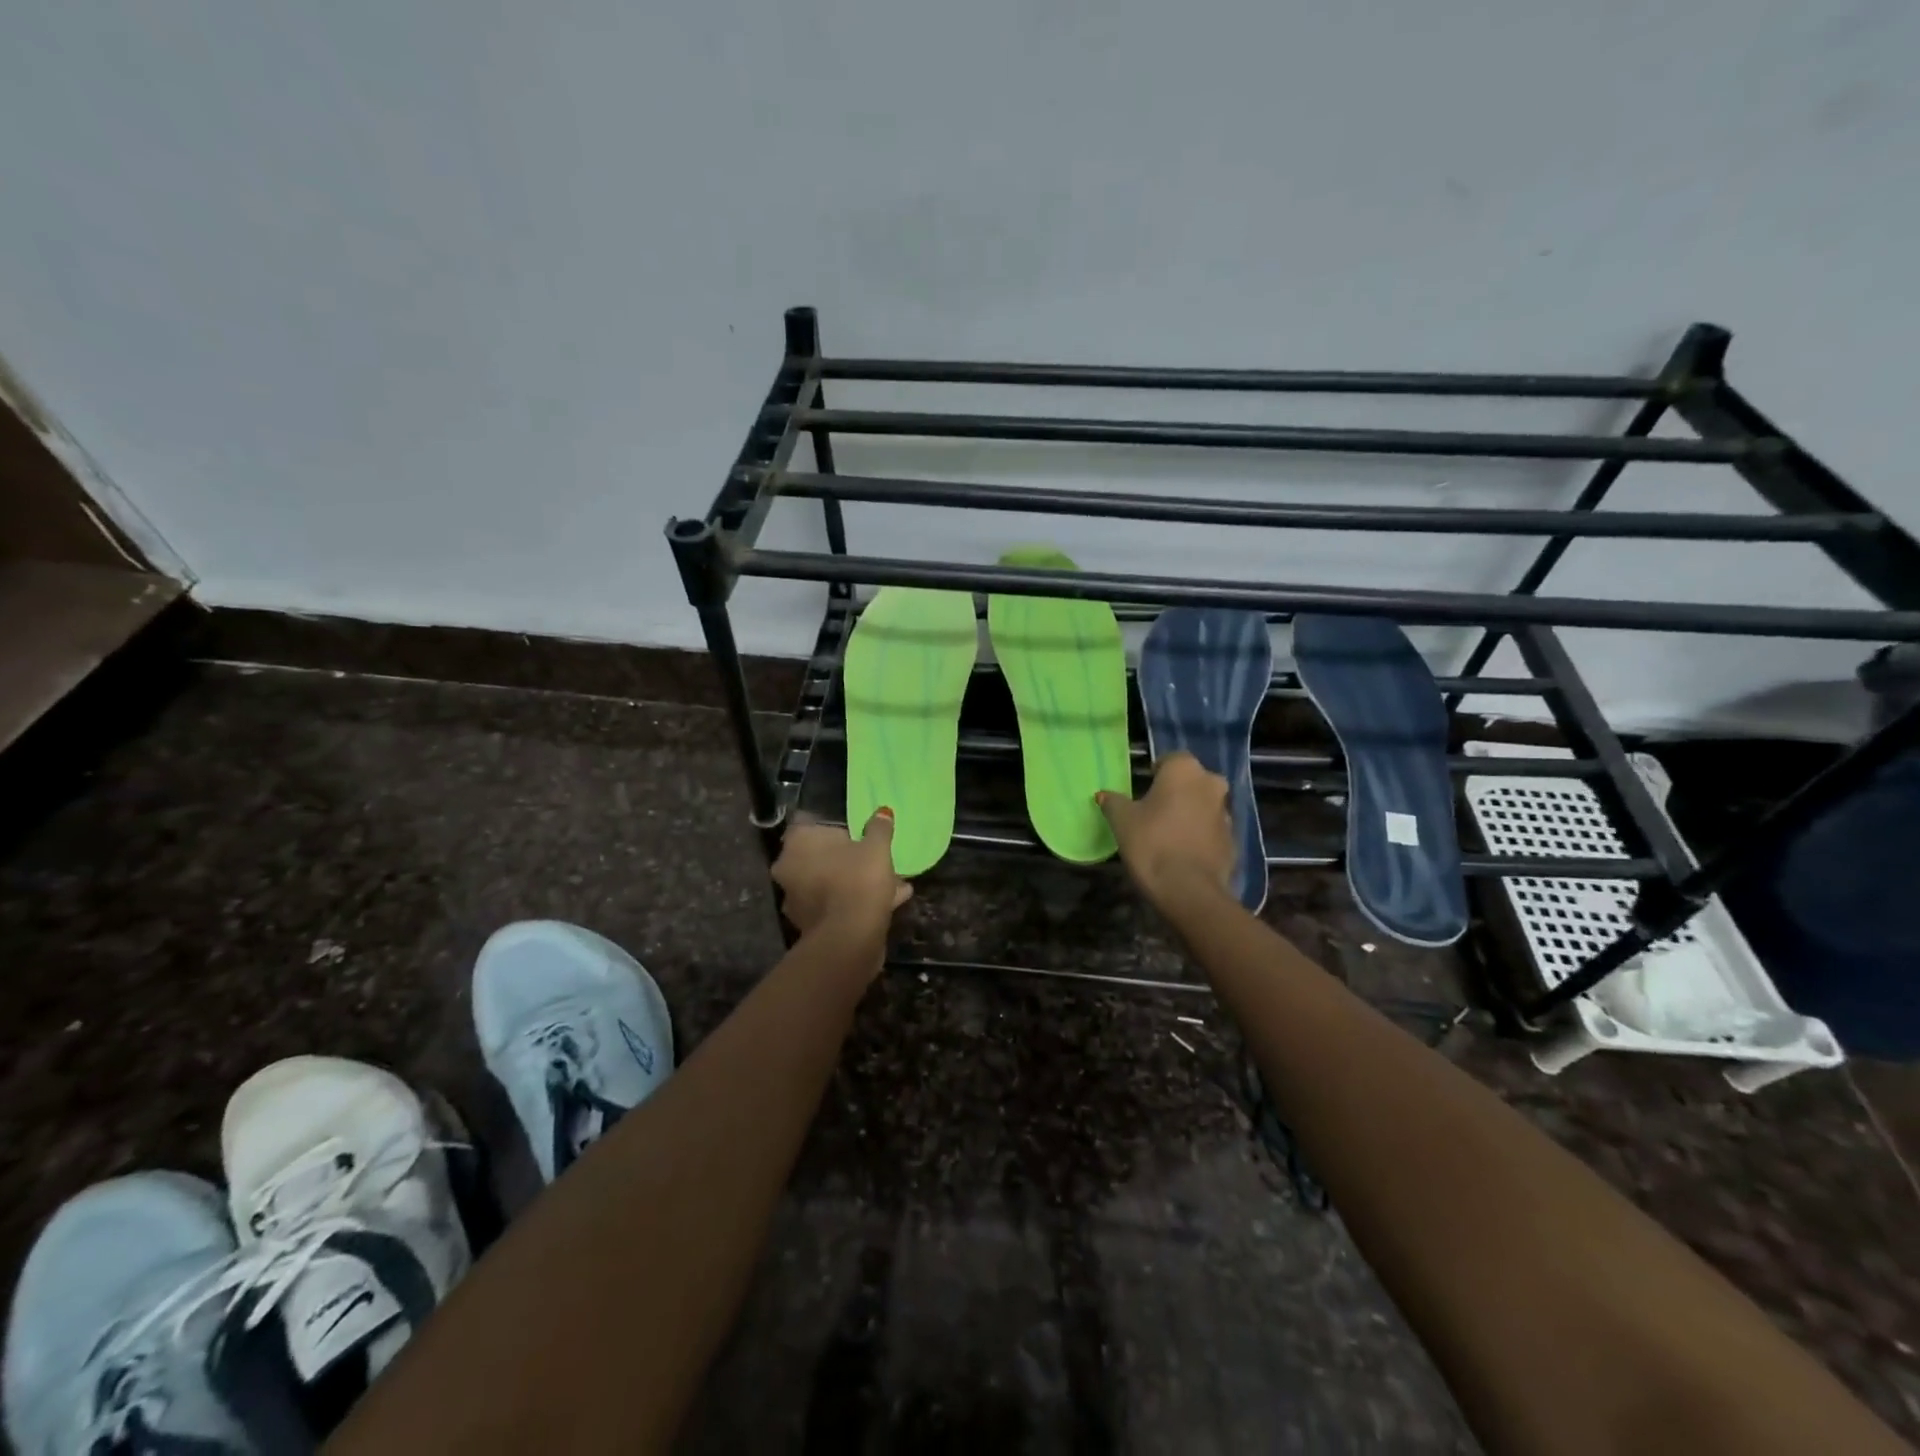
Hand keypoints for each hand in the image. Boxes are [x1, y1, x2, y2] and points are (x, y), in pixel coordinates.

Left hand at [772, 809, 911, 940]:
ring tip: (891, 883)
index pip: (809, 823)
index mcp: (798, 842)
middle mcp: (788, 867)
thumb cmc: (858, 880)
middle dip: (848, 857)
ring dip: (854, 881)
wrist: (849, 939)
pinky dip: (854, 901)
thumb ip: (879, 828)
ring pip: (829, 881)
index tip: (854, 831)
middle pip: (820, 855)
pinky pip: (834, 903)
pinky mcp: (807, 923)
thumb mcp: (877, 848)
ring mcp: (794, 897)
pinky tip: (887, 902)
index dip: (833, 826)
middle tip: (874, 857)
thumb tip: (882, 812)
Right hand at [1096, 752, 1235, 909]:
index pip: (1170, 759)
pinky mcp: (1233, 840)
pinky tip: (1182, 851)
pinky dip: (1199, 834)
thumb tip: (1103, 794)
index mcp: (1185, 770)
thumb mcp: (1122, 821)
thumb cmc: (1152, 843)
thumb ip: (1113, 802)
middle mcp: (1211, 784)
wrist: (1189, 889)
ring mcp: (1226, 812)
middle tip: (1154, 809)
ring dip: (1190, 812)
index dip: (1156, 772)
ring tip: (1167, 832)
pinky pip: (1211, 829)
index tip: (1142, 789)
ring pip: (1204, 804)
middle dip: (1176, 791)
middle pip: (1191, 781)